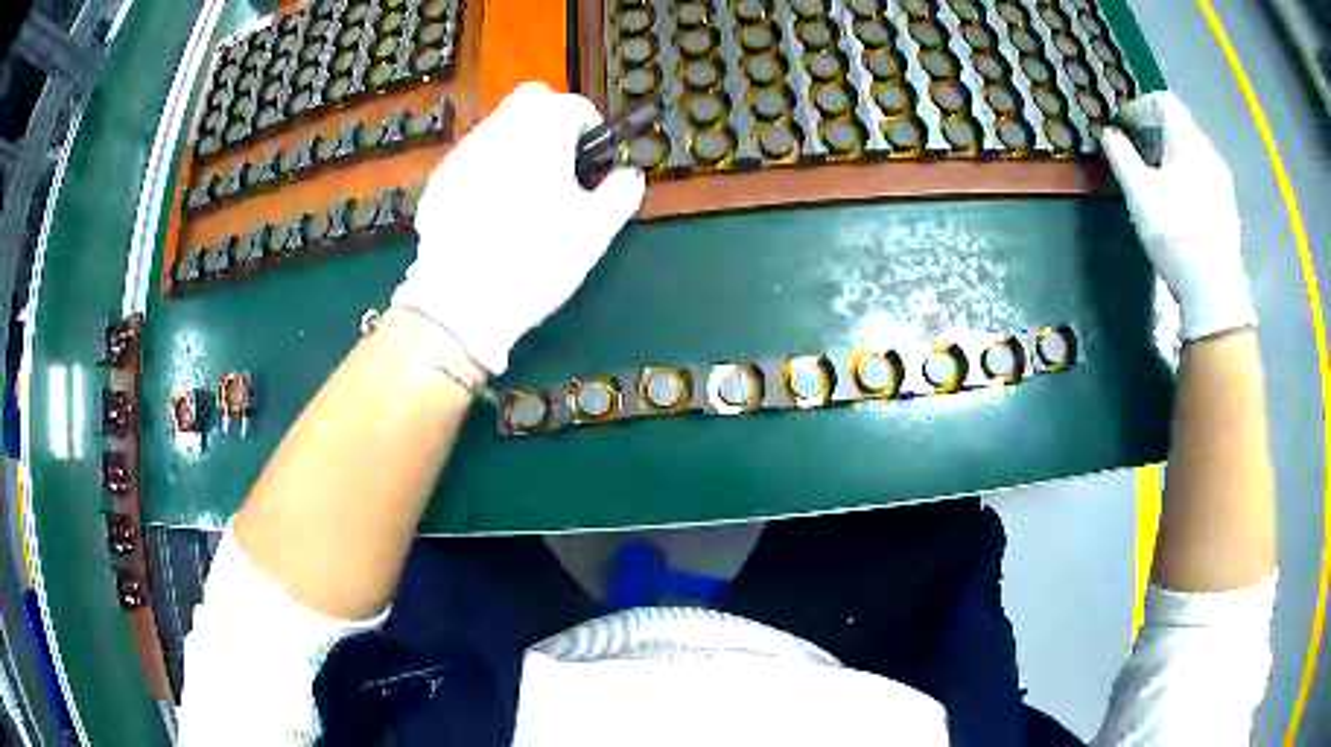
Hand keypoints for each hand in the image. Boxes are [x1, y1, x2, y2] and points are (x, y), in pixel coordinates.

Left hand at [391, 82, 645, 374]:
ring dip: (517, 142)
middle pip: (530, 100)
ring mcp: (463, 153)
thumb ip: (620, 193)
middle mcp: (500, 130)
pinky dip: (487, 168)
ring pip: (497, 126)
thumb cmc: (537, 259)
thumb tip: (630, 175)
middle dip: (550, 119)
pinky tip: (489, 210)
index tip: (593, 157)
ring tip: (523, 190)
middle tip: (560, 161)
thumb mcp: (594, 231)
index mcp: (543, 133)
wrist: (462, 301)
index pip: (573, 105)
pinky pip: (471, 158)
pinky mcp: (439, 180)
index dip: (590, 126)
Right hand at [1101, 91, 1255, 340]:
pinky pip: (1204, 177)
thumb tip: (1108, 134)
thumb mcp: (1139, 192)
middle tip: (1135, 151)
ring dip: (1171, 155)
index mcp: (1187, 140)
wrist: (1216, 291)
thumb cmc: (1176, 233)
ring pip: (1193, 153)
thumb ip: (1121, 155)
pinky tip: (1178, 203)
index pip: (1164, 101)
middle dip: (1155, 131)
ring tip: (1155, 179)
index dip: (1140, 106)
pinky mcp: (1228, 209)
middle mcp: (1209, 153)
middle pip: (1180, 126)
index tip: (1123, 125)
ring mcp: (1222, 183)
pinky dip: (1186, 176)